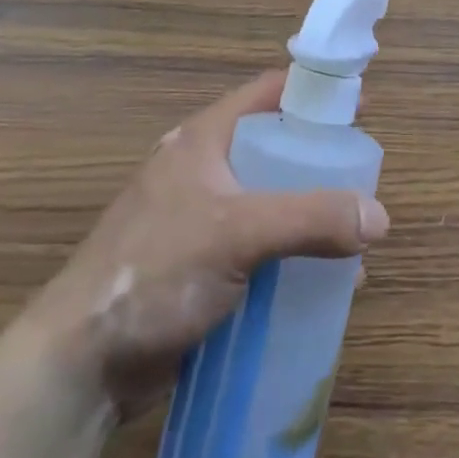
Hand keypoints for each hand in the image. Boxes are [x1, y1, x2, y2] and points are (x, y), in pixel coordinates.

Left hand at [21, 71, 388, 416]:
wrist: (78, 366)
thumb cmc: (155, 272)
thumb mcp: (238, 233)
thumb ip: (311, 219)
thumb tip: (380, 217)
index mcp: (204, 140)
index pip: (268, 93)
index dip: (314, 91)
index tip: (360, 107)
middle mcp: (204, 171)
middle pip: (274, 148)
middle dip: (320, 161)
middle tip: (363, 177)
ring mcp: (200, 221)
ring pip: (271, 201)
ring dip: (310, 214)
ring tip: (353, 235)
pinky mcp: (201, 267)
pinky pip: (260, 248)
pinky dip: (292, 255)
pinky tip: (322, 282)